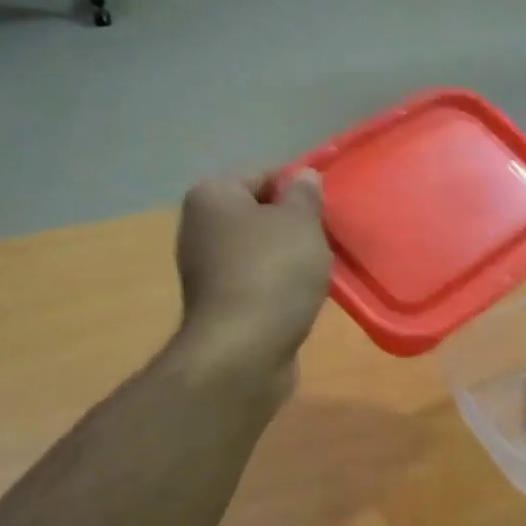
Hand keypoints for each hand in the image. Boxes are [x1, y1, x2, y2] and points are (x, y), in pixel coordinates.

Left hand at [174, 170, 331, 384]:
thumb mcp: (301, 223)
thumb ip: (305, 195)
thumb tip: (304, 176)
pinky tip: (301, 297)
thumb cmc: (274, 272)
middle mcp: (199, 227)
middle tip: (326, 238)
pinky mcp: (218, 304)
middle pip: (258, 213)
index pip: (263, 175)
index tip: (326, 209)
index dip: (298, 188)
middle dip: (293, 224)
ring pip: (259, 250)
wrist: (244, 349)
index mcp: (212, 196)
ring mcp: (205, 268)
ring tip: (319, 270)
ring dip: (288, 258)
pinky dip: (278, 285)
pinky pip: (256, 281)